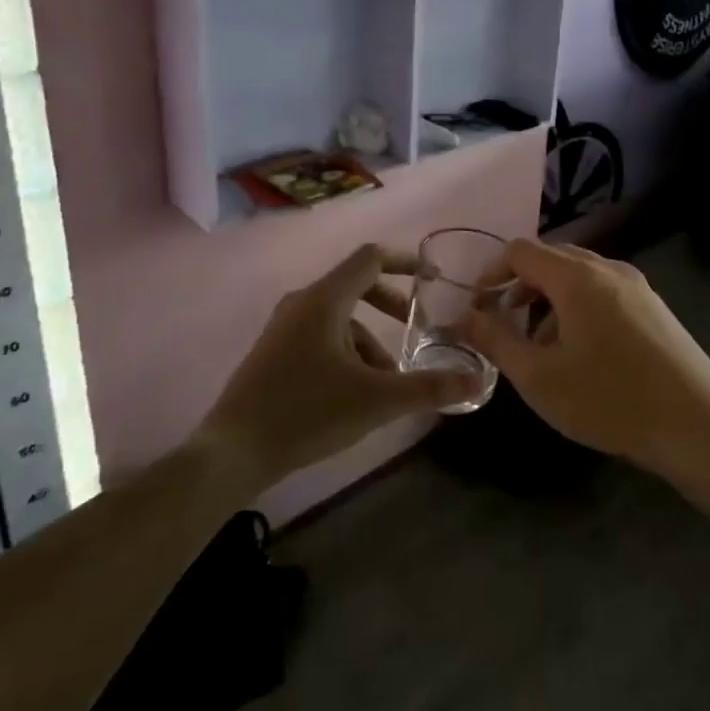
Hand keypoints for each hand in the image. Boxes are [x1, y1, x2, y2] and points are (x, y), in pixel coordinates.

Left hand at [198, 244, 482, 487]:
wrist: (232, 452)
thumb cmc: (307, 413)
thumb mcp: (376, 400)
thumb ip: (428, 387)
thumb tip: (477, 378)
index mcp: (324, 300)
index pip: (371, 258)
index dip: (406, 261)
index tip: (433, 277)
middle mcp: (302, 303)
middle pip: (357, 286)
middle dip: (391, 307)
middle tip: (415, 330)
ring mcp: (283, 327)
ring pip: (339, 318)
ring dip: (370, 341)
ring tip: (387, 383)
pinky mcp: (274, 352)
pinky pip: (321, 336)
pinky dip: (347, 352)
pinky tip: (354, 393)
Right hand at [464, 240, 709, 482]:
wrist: (695, 423)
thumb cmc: (609, 398)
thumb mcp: (539, 377)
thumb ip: (496, 340)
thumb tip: (466, 317)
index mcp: (576, 276)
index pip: (520, 251)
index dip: (492, 273)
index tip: (479, 308)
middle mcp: (607, 268)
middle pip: (551, 258)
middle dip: (520, 285)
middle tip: (504, 323)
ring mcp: (636, 285)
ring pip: (578, 275)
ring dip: (549, 298)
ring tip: (541, 344)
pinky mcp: (653, 306)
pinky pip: (603, 290)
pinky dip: (578, 306)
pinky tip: (581, 351)